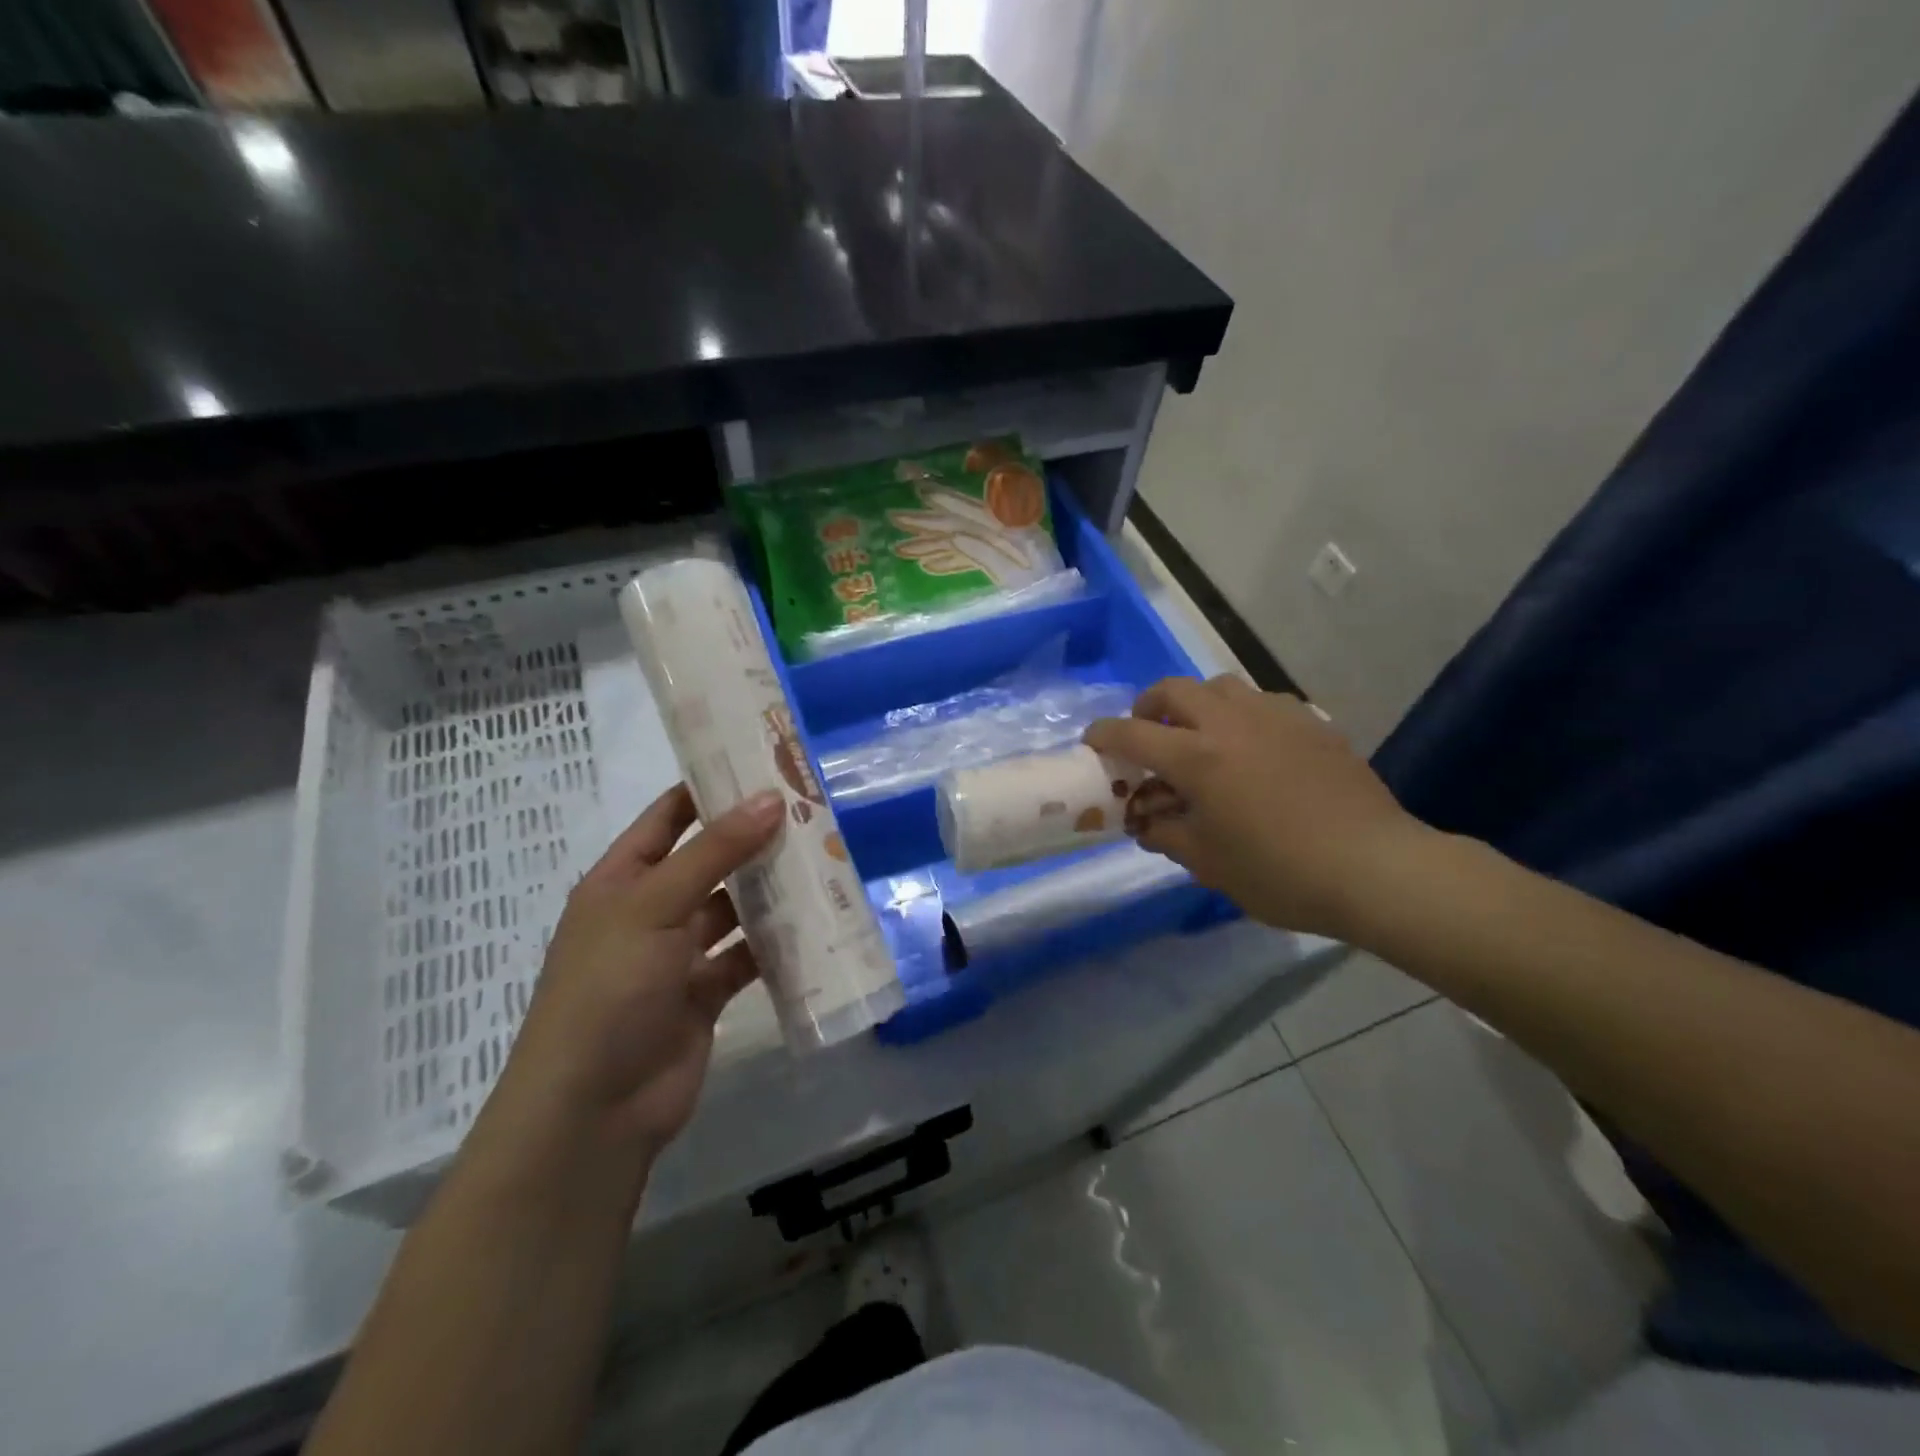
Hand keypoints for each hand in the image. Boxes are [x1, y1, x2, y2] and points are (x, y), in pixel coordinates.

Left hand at [472, 783, 783, 1182]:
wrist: (595, 1109)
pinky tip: (817, 922)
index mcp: (622, 880)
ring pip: (734, 908)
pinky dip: (777, 943)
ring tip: (825, 857)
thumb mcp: (655, 905)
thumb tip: (770, 798)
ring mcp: (679, 955)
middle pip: (709, 860)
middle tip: (811, 810)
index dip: (709, 788)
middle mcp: (650, 911)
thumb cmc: (609, 989)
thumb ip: (715, 852)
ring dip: (770, 889)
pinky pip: (748, 956)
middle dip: (754, 838)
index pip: (668, 817)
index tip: (762, 764)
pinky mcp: (706, 993)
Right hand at [1085, 676, 1428, 938]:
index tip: (1092, 742)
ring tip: (1200, 736)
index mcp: (1197, 758)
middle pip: (1173, 689)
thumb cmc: (1280, 873)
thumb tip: (1146, 821)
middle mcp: (1230, 723)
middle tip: (1148, 734)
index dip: (1104, 735)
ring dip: (1196, 702)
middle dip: (1148, 706)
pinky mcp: (1311, 722)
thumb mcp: (1208, 864)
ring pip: (1220, 685)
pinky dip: (1241, 714)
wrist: (1374, 867)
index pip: (1133, 733)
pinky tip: (1253, 747)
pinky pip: (1262, 701)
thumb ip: (1167, 834)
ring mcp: (1275, 716)